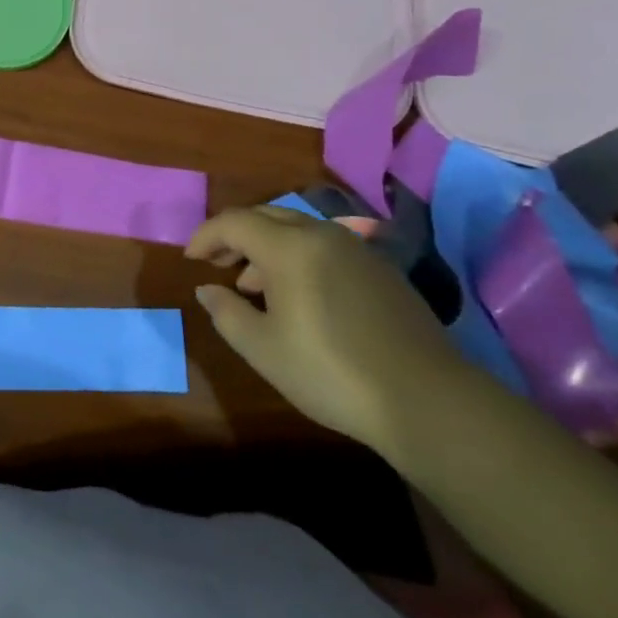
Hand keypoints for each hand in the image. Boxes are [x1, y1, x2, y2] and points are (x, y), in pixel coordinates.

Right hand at [184, 207, 467, 449]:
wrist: (427, 401)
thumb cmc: (331, 372)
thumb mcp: (263, 349)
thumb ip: (227, 313)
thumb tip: (208, 289)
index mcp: (288, 246)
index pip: (234, 222)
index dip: (206, 236)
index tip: (190, 259)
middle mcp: (321, 234)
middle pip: (266, 216)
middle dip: (235, 236)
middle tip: (218, 263)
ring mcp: (356, 249)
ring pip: (298, 230)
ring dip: (268, 247)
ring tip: (255, 286)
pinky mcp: (381, 270)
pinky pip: (325, 247)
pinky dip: (300, 258)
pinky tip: (300, 297)